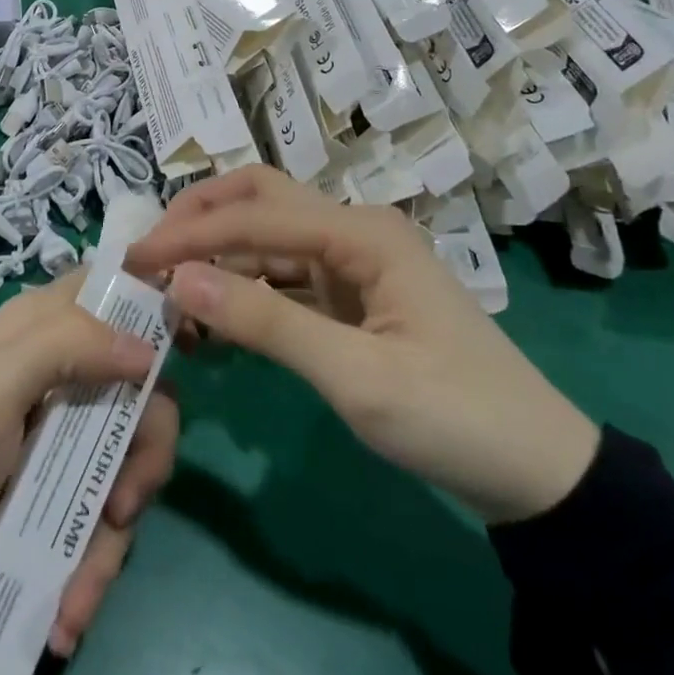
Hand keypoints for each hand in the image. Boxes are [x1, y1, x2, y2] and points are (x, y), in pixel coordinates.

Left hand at [0, 277, 177, 653]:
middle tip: (122, 502)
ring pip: (129, 465)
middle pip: (142, 391)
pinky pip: (102, 523)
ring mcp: (63, 443)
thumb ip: (67, 346)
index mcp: (42, 329)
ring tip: (77, 589)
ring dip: (113, 535)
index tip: (191, 351)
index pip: (112, 291)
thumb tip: (149, 350)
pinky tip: (64, 613)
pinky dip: (91, 570)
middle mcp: (61, 376)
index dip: (153, 310)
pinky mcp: (59, 501)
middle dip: (145, 452)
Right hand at [126, 166, 597, 524]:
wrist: (539, 475)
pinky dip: (243, 290)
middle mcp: (354, 231)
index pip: (255, 215)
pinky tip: (212, 316)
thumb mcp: (356, 376)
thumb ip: (265, 323)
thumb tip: (179, 279)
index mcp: (361, 233)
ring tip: (168, 287)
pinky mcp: (350, 296)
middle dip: (201, 216)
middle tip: (149, 250)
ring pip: (268, 238)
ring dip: (217, 255)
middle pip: (261, 199)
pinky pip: (283, 278)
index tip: (134, 257)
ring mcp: (352, 263)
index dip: (190, 233)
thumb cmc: (454, 418)